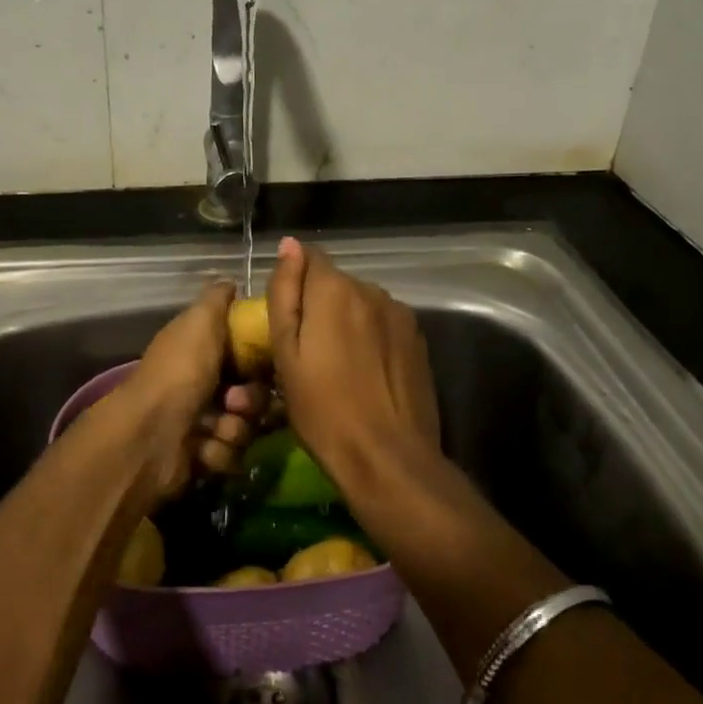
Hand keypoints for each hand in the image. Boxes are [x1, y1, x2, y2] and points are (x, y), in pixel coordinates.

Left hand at [87, 282, 268, 503]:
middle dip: (251, 399)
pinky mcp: (204, 457)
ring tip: (213, 428)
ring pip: (248, 426)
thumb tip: (231, 281)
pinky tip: (202, 449)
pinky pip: (234, 454)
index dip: (261, 358)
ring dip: (235, 428)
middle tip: (236, 401)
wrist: (149, 437)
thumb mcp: (200, 322)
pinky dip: (220, 452)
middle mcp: (204, 384)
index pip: (248, 352)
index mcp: (202, 351)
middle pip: (254, 392)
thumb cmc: (179, 373)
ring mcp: (203, 422)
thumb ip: (218, 299)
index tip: (266, 362)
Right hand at [267, 237, 440, 491]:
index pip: (309, 258)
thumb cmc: (322, 410)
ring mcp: (400, 314)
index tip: (287, 319)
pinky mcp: (417, 339)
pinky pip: (382, 324)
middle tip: (306, 352)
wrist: (387, 457)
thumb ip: (285, 293)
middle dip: (319, 305)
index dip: (293, 283)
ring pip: (360, 304)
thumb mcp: (286, 353)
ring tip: (337, 366)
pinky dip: (369, 337)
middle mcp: (372, 290)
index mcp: (335, 290)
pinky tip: (365, 373)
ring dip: (346, 321)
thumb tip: (289, 246)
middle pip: (336, 283)